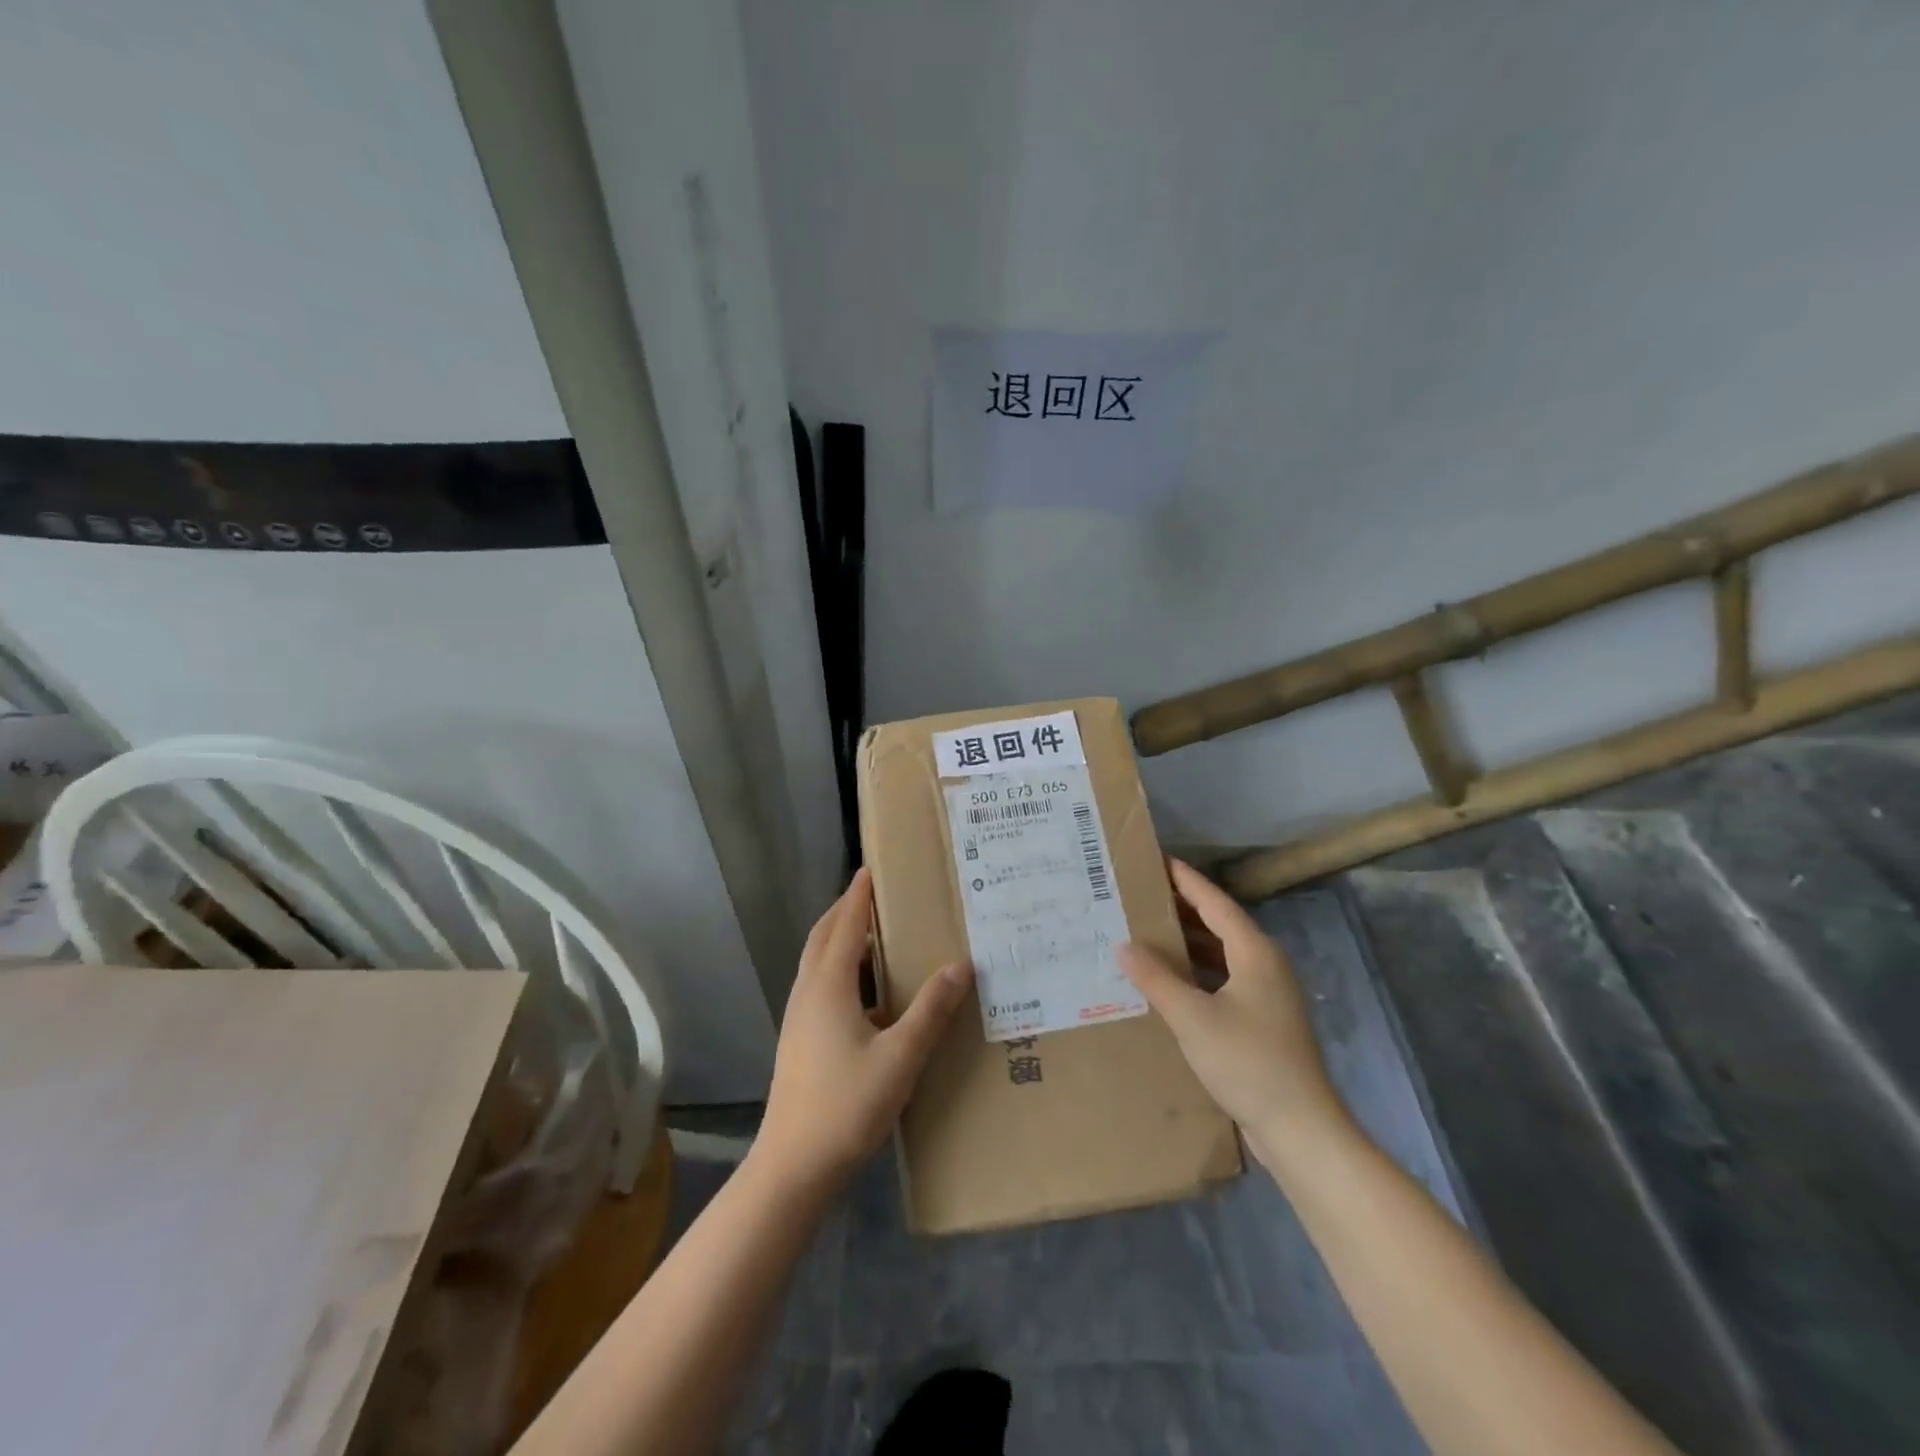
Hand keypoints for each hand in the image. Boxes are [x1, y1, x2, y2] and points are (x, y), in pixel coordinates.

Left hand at [756, 868, 973, 1187]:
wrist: (793, 1167)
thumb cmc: (847, 1106)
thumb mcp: (901, 1057)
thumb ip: (931, 1010)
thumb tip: (961, 965)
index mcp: (828, 987)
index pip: (844, 925)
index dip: (858, 896)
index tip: (870, 869)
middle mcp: (808, 993)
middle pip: (823, 937)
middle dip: (846, 911)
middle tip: (875, 894)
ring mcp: (799, 1018)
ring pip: (817, 962)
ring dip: (840, 939)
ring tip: (875, 935)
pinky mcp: (799, 1040)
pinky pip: (819, 985)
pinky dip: (839, 969)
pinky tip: (866, 992)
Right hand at [1117, 858, 1346, 1167]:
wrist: (1300, 1129)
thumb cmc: (1247, 1062)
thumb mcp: (1192, 1017)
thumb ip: (1156, 978)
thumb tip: (1124, 945)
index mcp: (1255, 953)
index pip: (1216, 902)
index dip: (1186, 880)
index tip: (1158, 860)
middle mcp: (1266, 966)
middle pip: (1220, 925)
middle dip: (1183, 908)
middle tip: (1143, 895)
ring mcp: (1268, 996)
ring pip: (1222, 954)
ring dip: (1188, 943)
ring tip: (1148, 932)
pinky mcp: (1264, 1022)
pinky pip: (1224, 980)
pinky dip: (1197, 972)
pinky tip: (1170, 982)